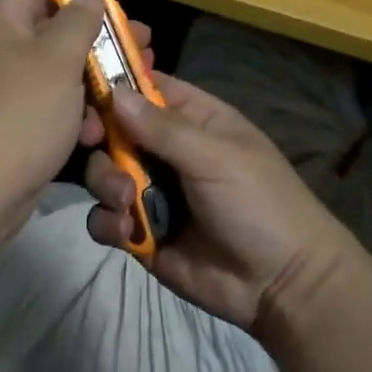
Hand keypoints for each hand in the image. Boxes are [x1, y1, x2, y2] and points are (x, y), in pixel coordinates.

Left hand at [0, 0, 109, 243]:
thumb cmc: (19, 113)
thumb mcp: (58, 57)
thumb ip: (79, 21)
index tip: (119, 13)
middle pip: (53, 34)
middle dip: (99, 46)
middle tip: (143, 53)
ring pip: (55, 76)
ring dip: (91, 86)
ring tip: (127, 95)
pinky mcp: (6, 128)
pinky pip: (46, 109)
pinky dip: (71, 116)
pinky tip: (95, 133)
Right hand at [84, 74, 352, 332]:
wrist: (283, 287)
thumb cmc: (259, 203)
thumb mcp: (215, 157)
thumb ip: (162, 128)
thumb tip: (114, 91)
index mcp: (191, 120)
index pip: (144, 87)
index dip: (114, 85)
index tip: (88, 92)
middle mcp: (165, 150)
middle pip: (113, 128)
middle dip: (100, 137)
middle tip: (95, 144)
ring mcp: (151, 190)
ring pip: (104, 171)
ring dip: (106, 182)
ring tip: (127, 202)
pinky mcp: (141, 232)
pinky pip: (105, 217)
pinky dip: (108, 221)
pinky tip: (127, 232)